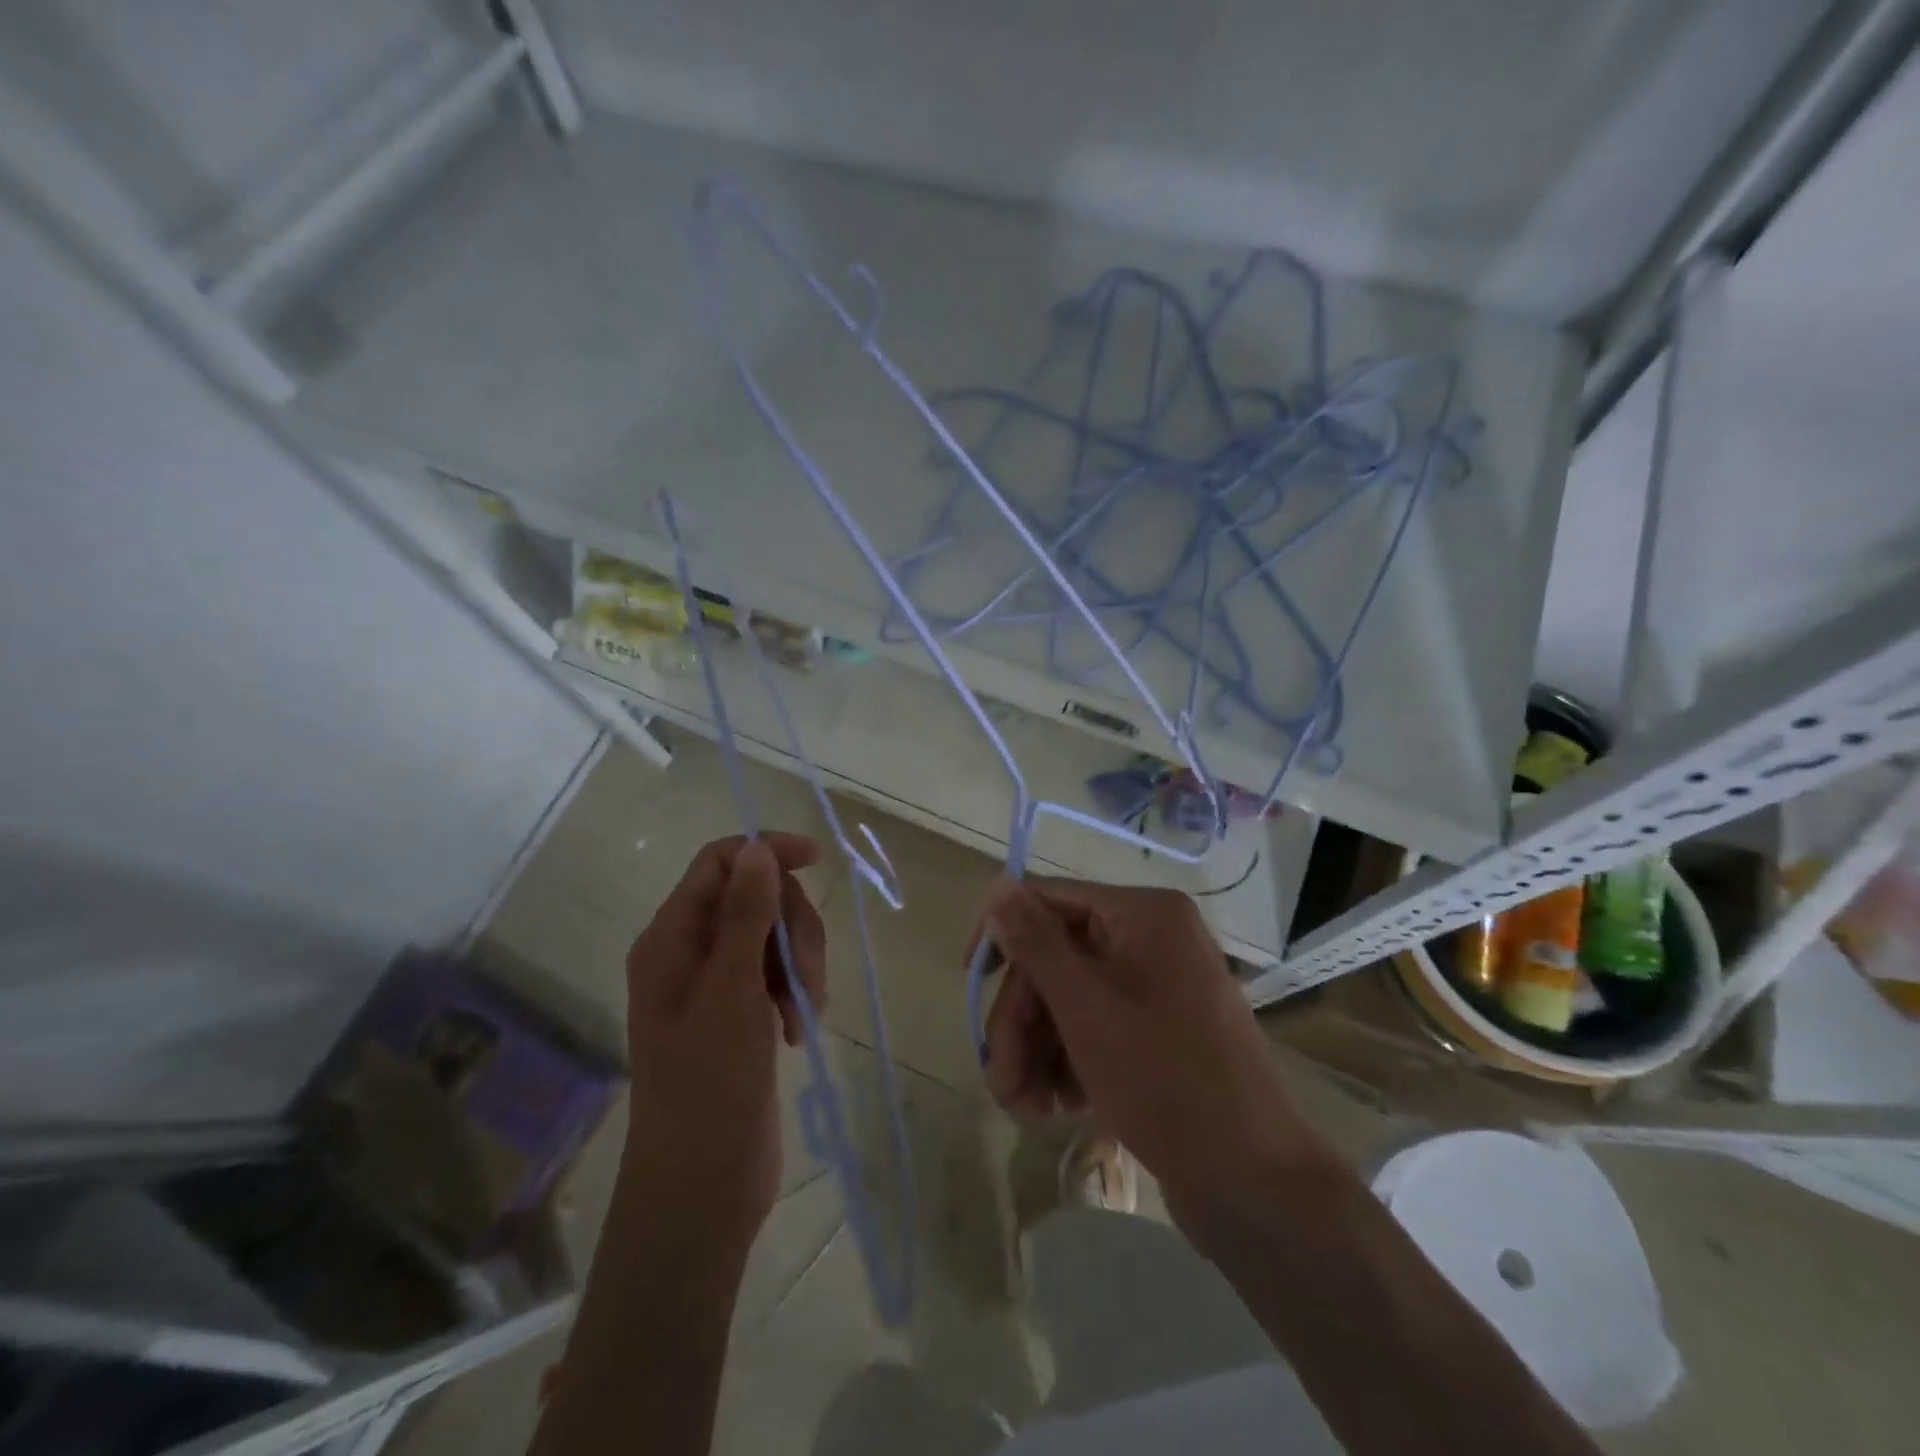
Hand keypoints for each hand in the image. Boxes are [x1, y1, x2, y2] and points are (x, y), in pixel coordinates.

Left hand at [624, 834, 826, 1243]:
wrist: (703, 1186)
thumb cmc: (708, 1084)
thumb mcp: (730, 991)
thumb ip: (744, 914)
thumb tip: (758, 848)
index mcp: (672, 938)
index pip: (720, 862)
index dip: (767, 853)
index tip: (817, 862)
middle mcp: (691, 952)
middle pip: (757, 896)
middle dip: (793, 926)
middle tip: (805, 974)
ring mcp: (718, 984)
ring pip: (775, 935)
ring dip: (801, 964)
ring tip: (802, 1012)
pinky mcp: (742, 1013)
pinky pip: (780, 973)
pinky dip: (798, 990)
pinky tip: (797, 1028)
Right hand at [972, 878, 1325, 1231]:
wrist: (1251, 1181)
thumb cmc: (1164, 1079)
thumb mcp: (1086, 1007)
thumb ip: (1036, 943)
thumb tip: (997, 887)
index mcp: (1142, 914)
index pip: (1049, 899)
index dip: (1003, 935)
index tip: (968, 978)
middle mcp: (1151, 939)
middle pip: (1055, 959)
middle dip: (1021, 1020)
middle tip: (1001, 1079)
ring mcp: (1156, 986)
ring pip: (1069, 1000)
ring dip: (1037, 1049)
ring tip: (1025, 1107)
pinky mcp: (1158, 1031)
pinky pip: (1095, 1027)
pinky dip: (1068, 1062)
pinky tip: (1059, 1107)